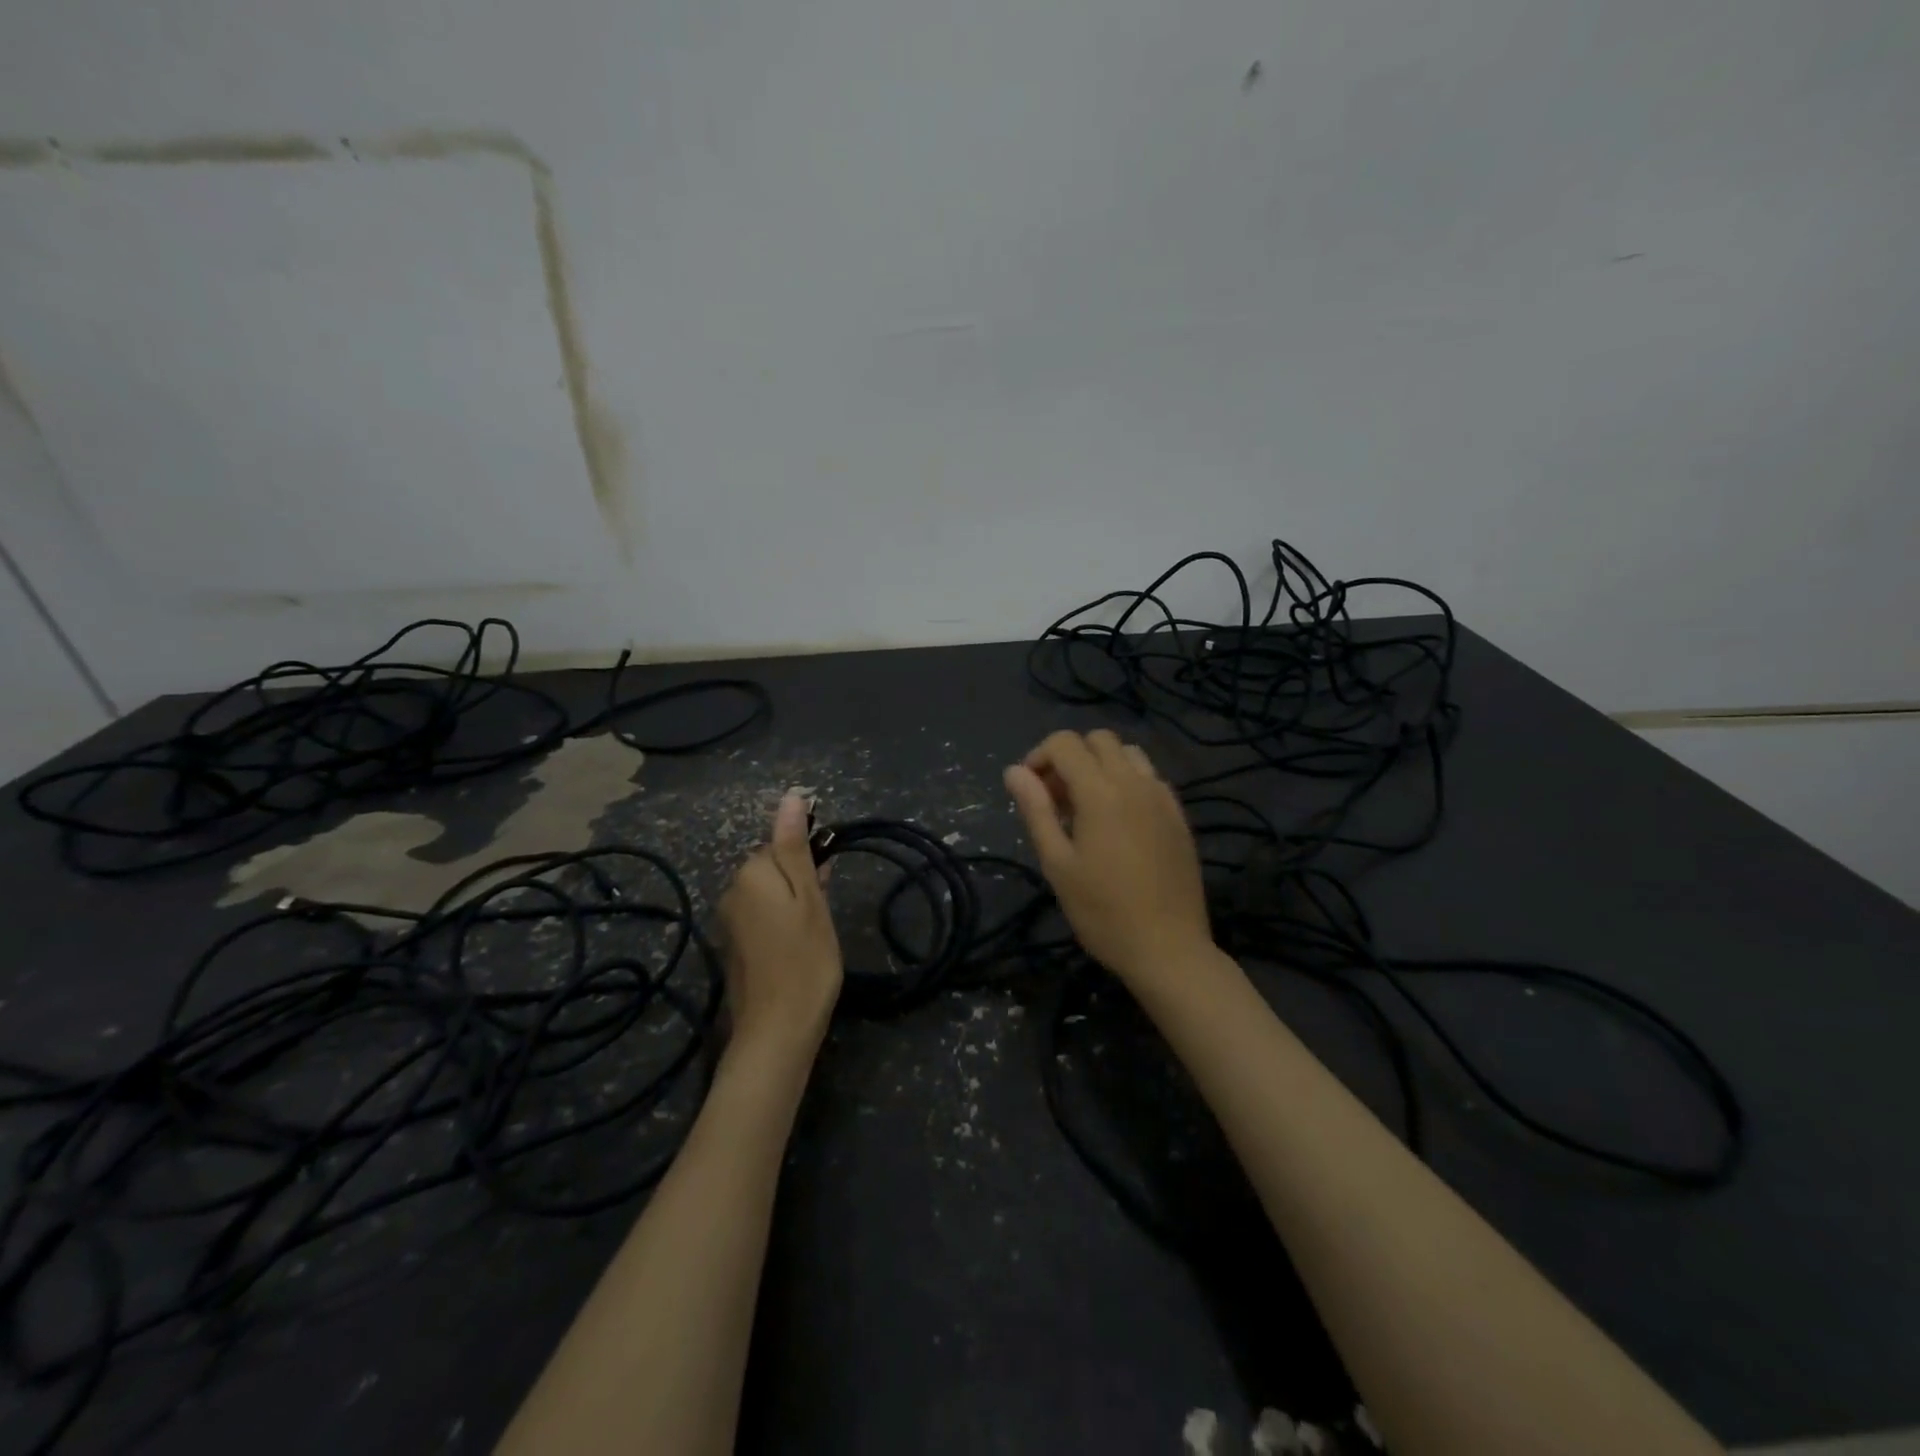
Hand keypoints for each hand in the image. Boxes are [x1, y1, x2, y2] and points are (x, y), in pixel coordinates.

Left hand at [716, 793, 842, 1061]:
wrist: (777, 1031)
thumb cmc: (805, 959)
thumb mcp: (809, 897)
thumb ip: (795, 846)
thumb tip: (791, 796)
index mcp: (750, 874)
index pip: (782, 844)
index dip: (810, 861)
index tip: (827, 885)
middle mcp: (732, 891)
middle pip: (774, 867)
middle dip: (802, 880)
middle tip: (823, 915)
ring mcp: (730, 921)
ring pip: (771, 893)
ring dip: (795, 902)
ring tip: (816, 933)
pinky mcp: (734, 946)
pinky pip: (763, 916)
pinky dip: (783, 923)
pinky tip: (800, 945)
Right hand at [1004, 730, 1212, 984]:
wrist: (1168, 948)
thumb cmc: (1102, 911)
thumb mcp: (1057, 863)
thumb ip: (1036, 810)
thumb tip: (1015, 771)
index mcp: (1100, 792)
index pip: (1065, 743)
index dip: (1039, 756)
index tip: (1030, 790)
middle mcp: (1135, 782)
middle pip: (1098, 739)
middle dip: (1070, 757)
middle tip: (1056, 798)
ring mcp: (1162, 797)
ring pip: (1128, 753)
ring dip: (1101, 765)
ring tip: (1087, 806)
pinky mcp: (1179, 815)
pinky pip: (1150, 777)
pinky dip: (1127, 781)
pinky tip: (1119, 821)